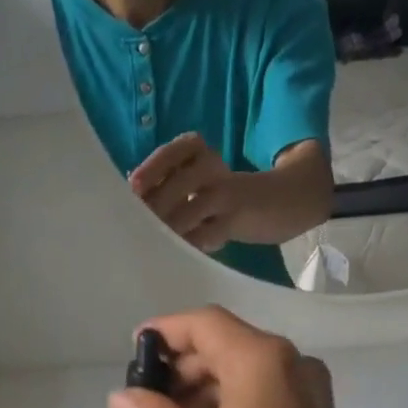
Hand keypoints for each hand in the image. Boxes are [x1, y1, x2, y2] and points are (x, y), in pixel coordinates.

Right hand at [106, 307, 375, 407]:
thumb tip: (122, 397)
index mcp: (259, 362)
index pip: (204, 324)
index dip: (165, 332)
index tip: (134, 351)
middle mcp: (291, 363)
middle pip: (226, 346)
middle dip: (182, 368)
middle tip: (146, 400)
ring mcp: (309, 390)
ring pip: (246, 372)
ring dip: (205, 390)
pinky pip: (265, 394)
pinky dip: (231, 405)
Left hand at [129, 133, 246, 252]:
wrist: (278, 201)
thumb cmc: (221, 198)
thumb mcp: (195, 184)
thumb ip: (165, 189)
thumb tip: (130, 203)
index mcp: (197, 152)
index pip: (173, 152)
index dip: (152, 169)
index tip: (132, 187)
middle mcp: (212, 166)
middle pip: (181, 181)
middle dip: (157, 205)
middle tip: (137, 227)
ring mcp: (227, 192)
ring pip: (195, 206)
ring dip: (172, 226)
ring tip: (152, 244)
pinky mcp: (238, 219)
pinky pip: (211, 232)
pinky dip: (192, 244)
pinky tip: (177, 255)